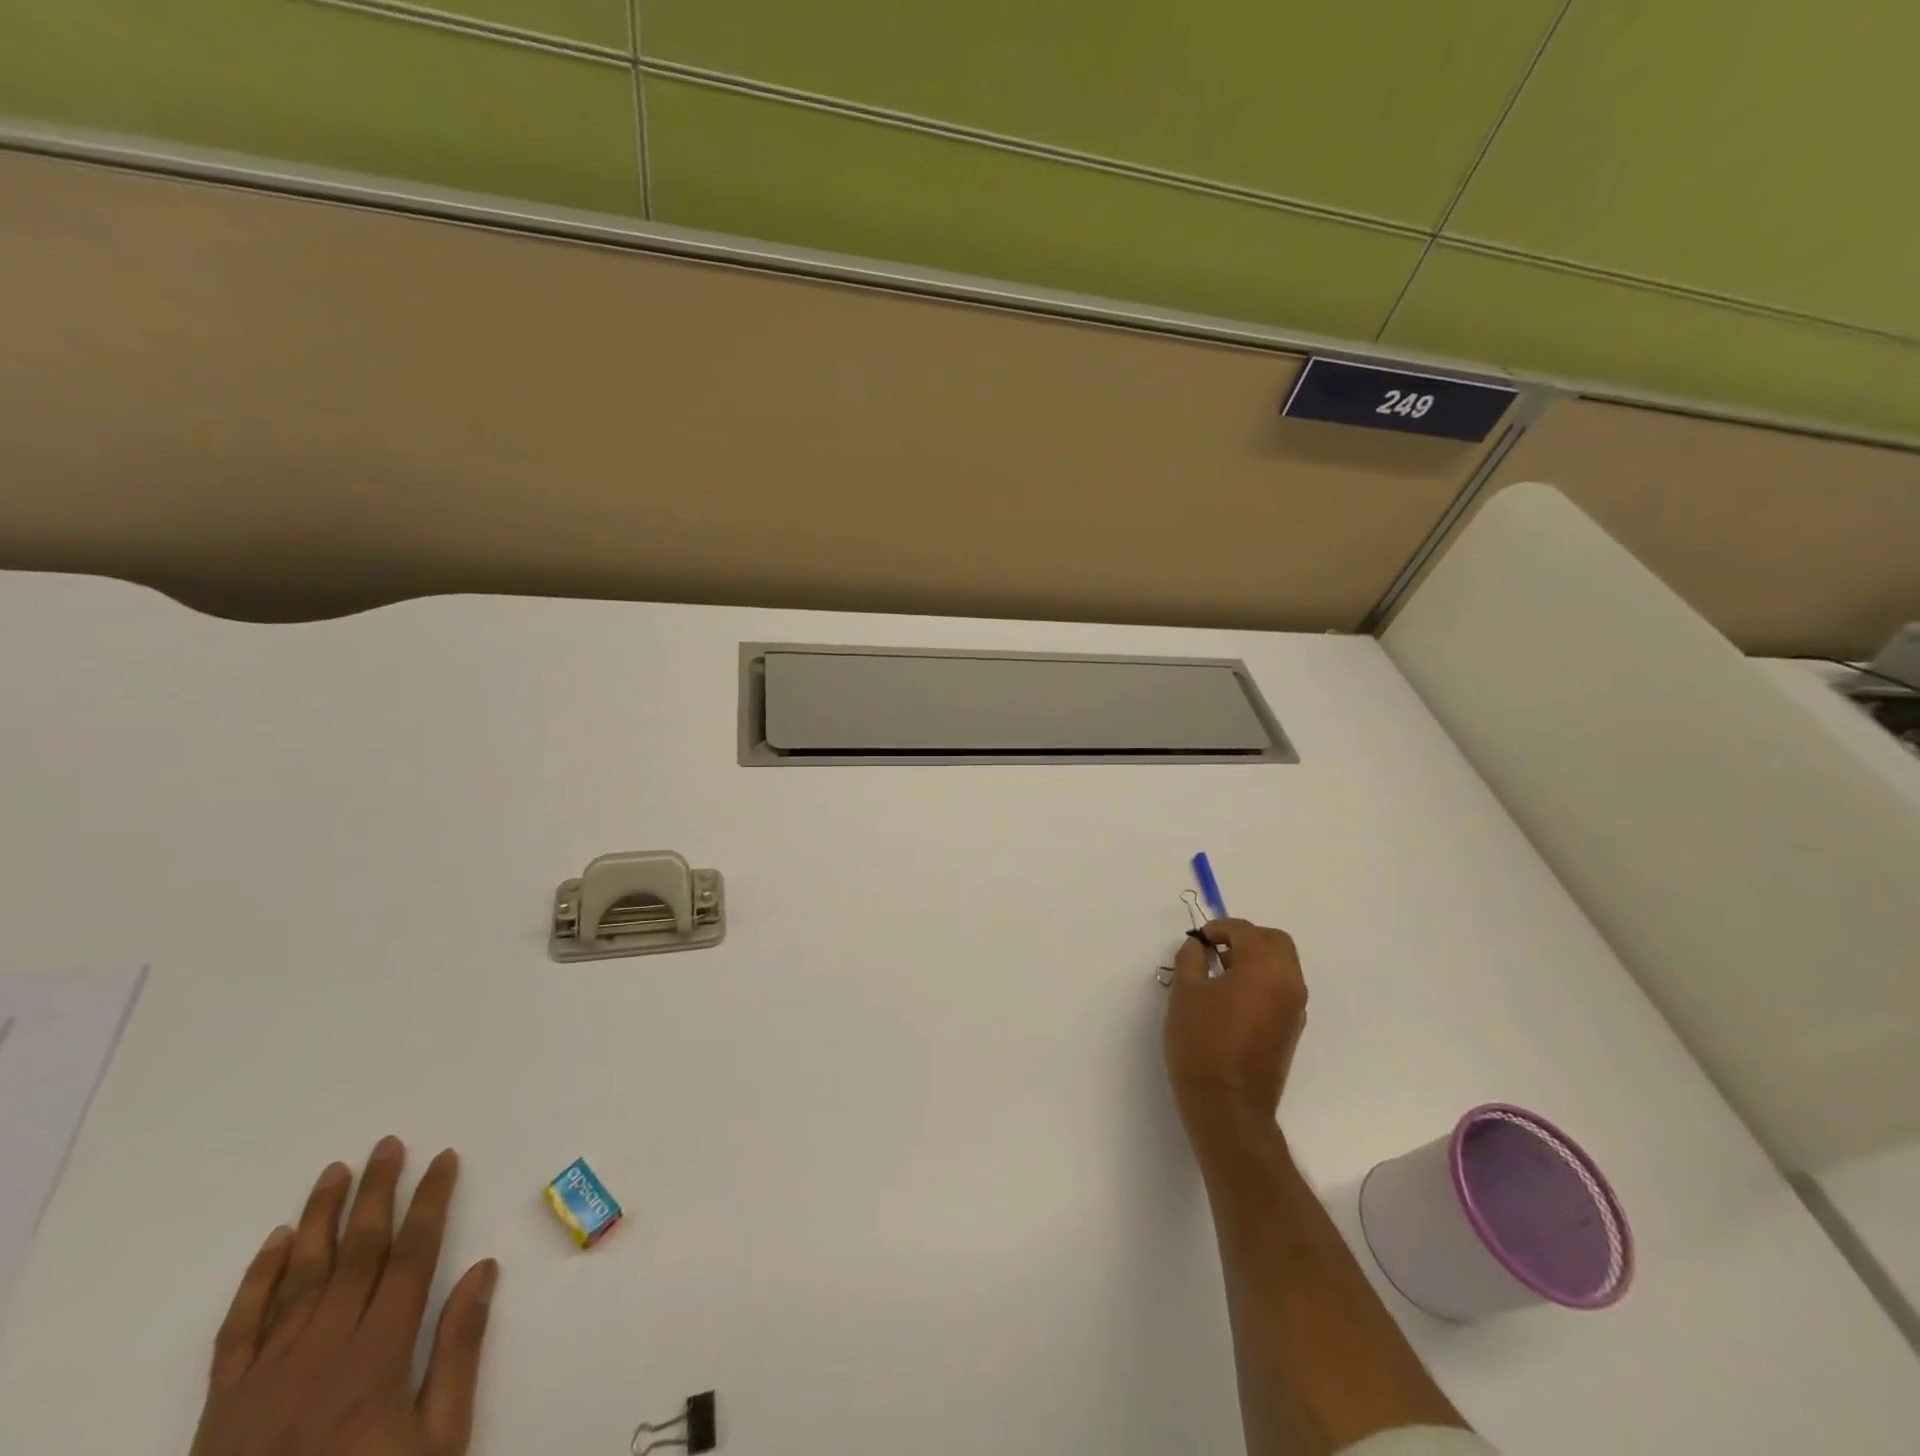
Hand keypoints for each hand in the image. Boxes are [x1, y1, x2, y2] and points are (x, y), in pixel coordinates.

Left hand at [190, 1137, 497, 1455]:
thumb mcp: (437, 1443)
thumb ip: (458, 1353)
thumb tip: (484, 1269)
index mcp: (377, 1358)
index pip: (412, 1257)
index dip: (431, 1202)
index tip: (445, 1158)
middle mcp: (321, 1352)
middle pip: (356, 1254)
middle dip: (377, 1193)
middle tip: (389, 1144)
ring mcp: (265, 1376)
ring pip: (298, 1278)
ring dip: (319, 1218)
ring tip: (336, 1170)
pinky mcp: (223, 1404)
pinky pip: (239, 1330)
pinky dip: (256, 1280)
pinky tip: (274, 1242)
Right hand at [1163, 918, 1308, 1119]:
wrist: (1227, 1105)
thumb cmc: (1202, 1041)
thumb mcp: (1185, 992)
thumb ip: (1191, 959)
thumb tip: (1198, 947)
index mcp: (1264, 967)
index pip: (1244, 931)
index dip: (1218, 929)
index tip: (1196, 940)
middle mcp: (1288, 982)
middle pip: (1274, 942)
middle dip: (1245, 938)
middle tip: (1215, 948)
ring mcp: (1295, 1008)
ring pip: (1282, 965)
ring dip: (1255, 958)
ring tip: (1220, 972)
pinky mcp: (1292, 1029)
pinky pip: (1282, 988)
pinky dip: (1262, 980)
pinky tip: (1233, 996)